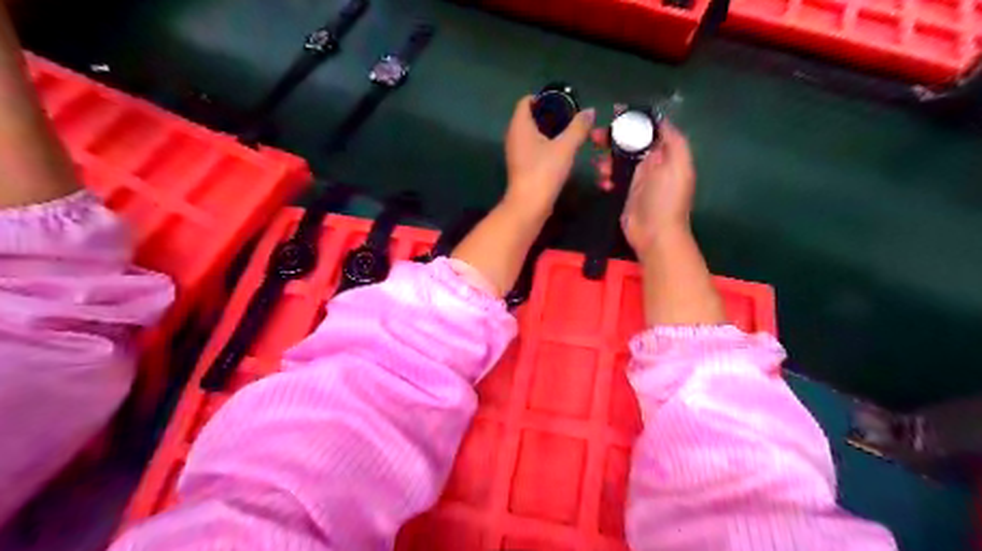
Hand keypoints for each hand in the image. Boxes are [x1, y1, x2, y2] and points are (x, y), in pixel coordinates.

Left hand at [501, 95, 593, 218]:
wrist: (529, 205)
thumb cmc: (544, 171)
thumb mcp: (566, 147)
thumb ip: (578, 127)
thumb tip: (590, 111)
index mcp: (519, 125)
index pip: (526, 101)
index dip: (543, 98)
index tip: (562, 103)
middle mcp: (513, 136)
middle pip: (529, 117)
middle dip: (548, 115)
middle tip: (569, 118)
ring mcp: (515, 153)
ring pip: (530, 134)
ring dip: (547, 132)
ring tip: (568, 134)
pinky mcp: (520, 167)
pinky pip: (531, 148)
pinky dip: (543, 146)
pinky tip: (559, 152)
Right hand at [589, 118, 697, 254]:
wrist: (655, 234)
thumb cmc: (666, 199)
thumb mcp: (678, 165)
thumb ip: (672, 140)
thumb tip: (660, 119)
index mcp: (666, 154)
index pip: (649, 129)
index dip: (633, 119)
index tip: (615, 112)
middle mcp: (652, 163)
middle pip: (630, 143)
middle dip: (614, 138)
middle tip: (595, 137)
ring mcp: (638, 179)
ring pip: (618, 159)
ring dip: (607, 159)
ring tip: (599, 166)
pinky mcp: (625, 193)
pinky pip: (613, 177)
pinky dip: (606, 177)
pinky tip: (603, 182)